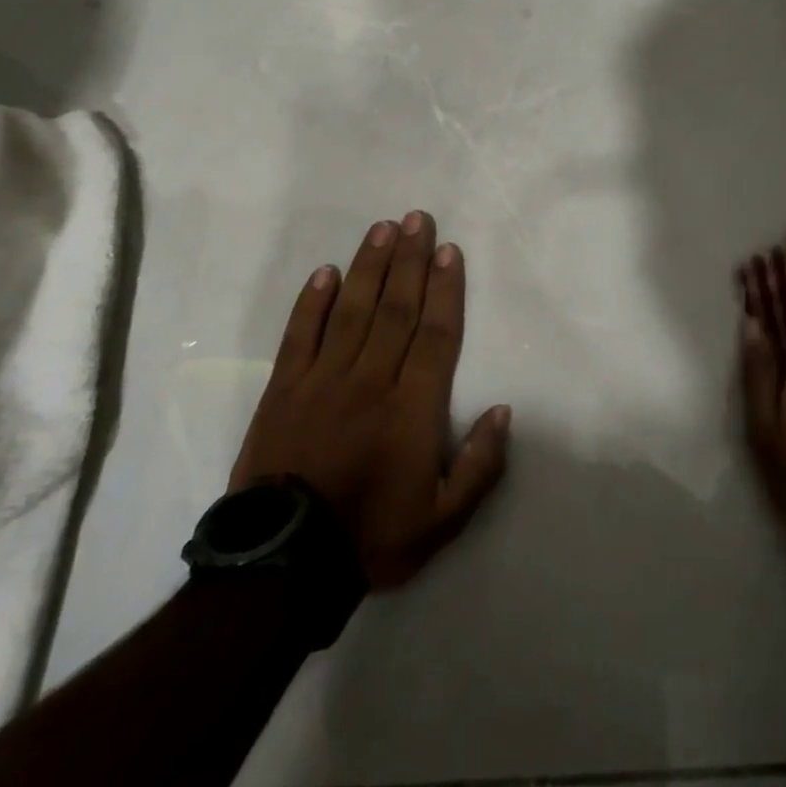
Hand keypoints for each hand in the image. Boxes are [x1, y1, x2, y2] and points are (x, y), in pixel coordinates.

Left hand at [231, 211, 511, 588]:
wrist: (283, 567)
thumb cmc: (372, 537)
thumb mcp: (444, 520)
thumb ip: (480, 465)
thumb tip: (503, 410)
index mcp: (413, 408)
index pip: (436, 333)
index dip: (446, 288)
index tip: (450, 251)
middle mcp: (371, 380)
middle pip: (397, 308)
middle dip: (411, 260)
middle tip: (419, 219)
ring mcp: (323, 381)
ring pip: (353, 310)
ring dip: (370, 266)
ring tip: (384, 229)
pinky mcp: (283, 391)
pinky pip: (300, 335)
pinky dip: (312, 302)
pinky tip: (326, 272)